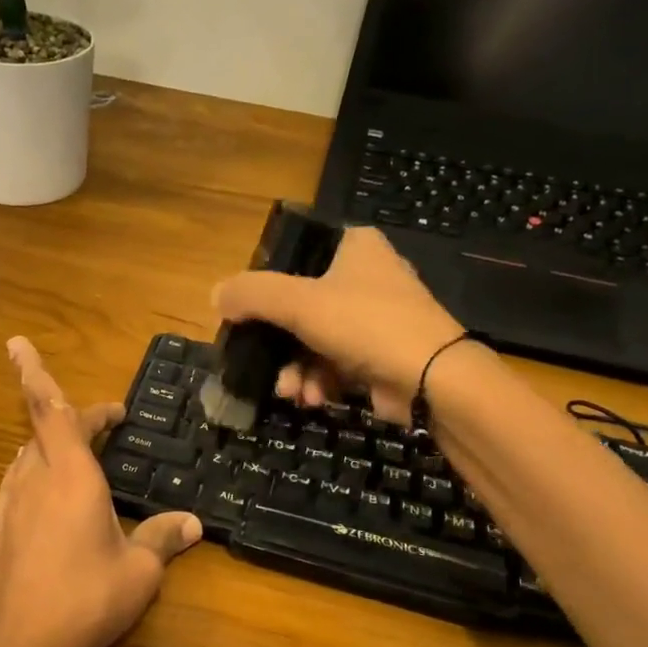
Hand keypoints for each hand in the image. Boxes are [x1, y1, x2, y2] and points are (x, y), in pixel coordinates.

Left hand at [0, 338, 202, 646]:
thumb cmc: (88, 599)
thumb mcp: (139, 570)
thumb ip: (163, 538)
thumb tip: (193, 523)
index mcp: (70, 475)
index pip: (49, 409)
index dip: (33, 372)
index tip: (17, 344)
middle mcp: (33, 480)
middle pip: (44, 430)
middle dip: (75, 418)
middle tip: (107, 422)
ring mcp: (8, 506)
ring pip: (27, 458)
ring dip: (52, 448)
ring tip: (82, 460)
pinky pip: (16, 488)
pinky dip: (36, 479)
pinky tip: (51, 505)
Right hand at [212, 226, 466, 423]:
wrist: (432, 379)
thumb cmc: (365, 324)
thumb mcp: (298, 302)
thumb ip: (251, 295)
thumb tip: (215, 296)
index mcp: (353, 247)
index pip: (295, 256)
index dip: (265, 286)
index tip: (245, 315)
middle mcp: (366, 276)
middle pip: (299, 306)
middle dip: (277, 344)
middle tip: (259, 362)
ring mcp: (375, 318)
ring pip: (313, 340)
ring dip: (295, 369)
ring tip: (290, 391)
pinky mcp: (380, 354)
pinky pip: (334, 363)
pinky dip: (319, 380)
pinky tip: (312, 399)